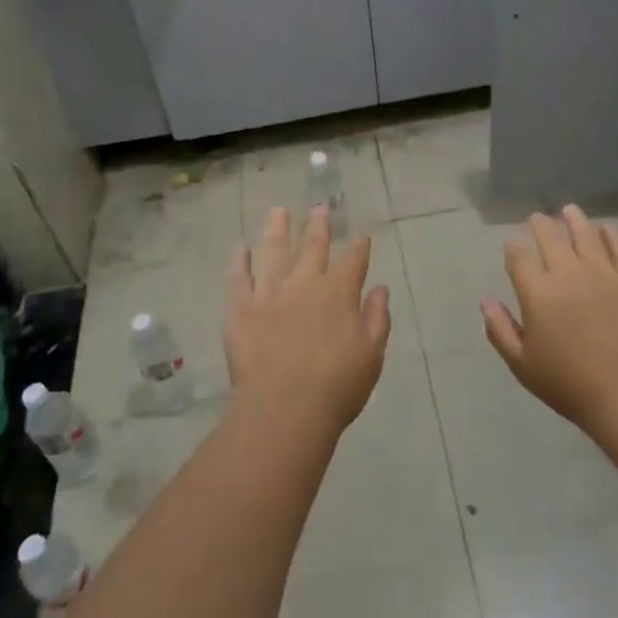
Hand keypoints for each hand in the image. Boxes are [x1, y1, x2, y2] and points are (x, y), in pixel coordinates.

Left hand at [224, 206, 390, 437]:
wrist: (285, 408)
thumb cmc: (336, 385)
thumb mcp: (372, 354)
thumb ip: (377, 318)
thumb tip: (379, 288)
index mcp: (339, 292)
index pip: (353, 261)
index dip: (359, 247)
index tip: (362, 237)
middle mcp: (304, 283)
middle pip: (313, 247)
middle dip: (318, 227)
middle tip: (319, 209)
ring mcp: (270, 292)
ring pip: (274, 251)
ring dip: (277, 230)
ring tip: (278, 211)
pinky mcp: (241, 309)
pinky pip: (238, 278)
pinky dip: (239, 262)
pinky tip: (240, 248)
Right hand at [483, 204, 617, 435]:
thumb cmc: (567, 383)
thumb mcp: (522, 364)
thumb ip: (500, 329)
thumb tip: (485, 300)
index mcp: (538, 293)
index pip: (519, 258)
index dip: (513, 248)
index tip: (511, 244)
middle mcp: (568, 273)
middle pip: (551, 238)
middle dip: (540, 225)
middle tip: (537, 217)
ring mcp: (603, 273)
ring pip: (585, 235)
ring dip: (574, 219)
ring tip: (569, 210)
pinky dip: (611, 236)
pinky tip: (606, 229)